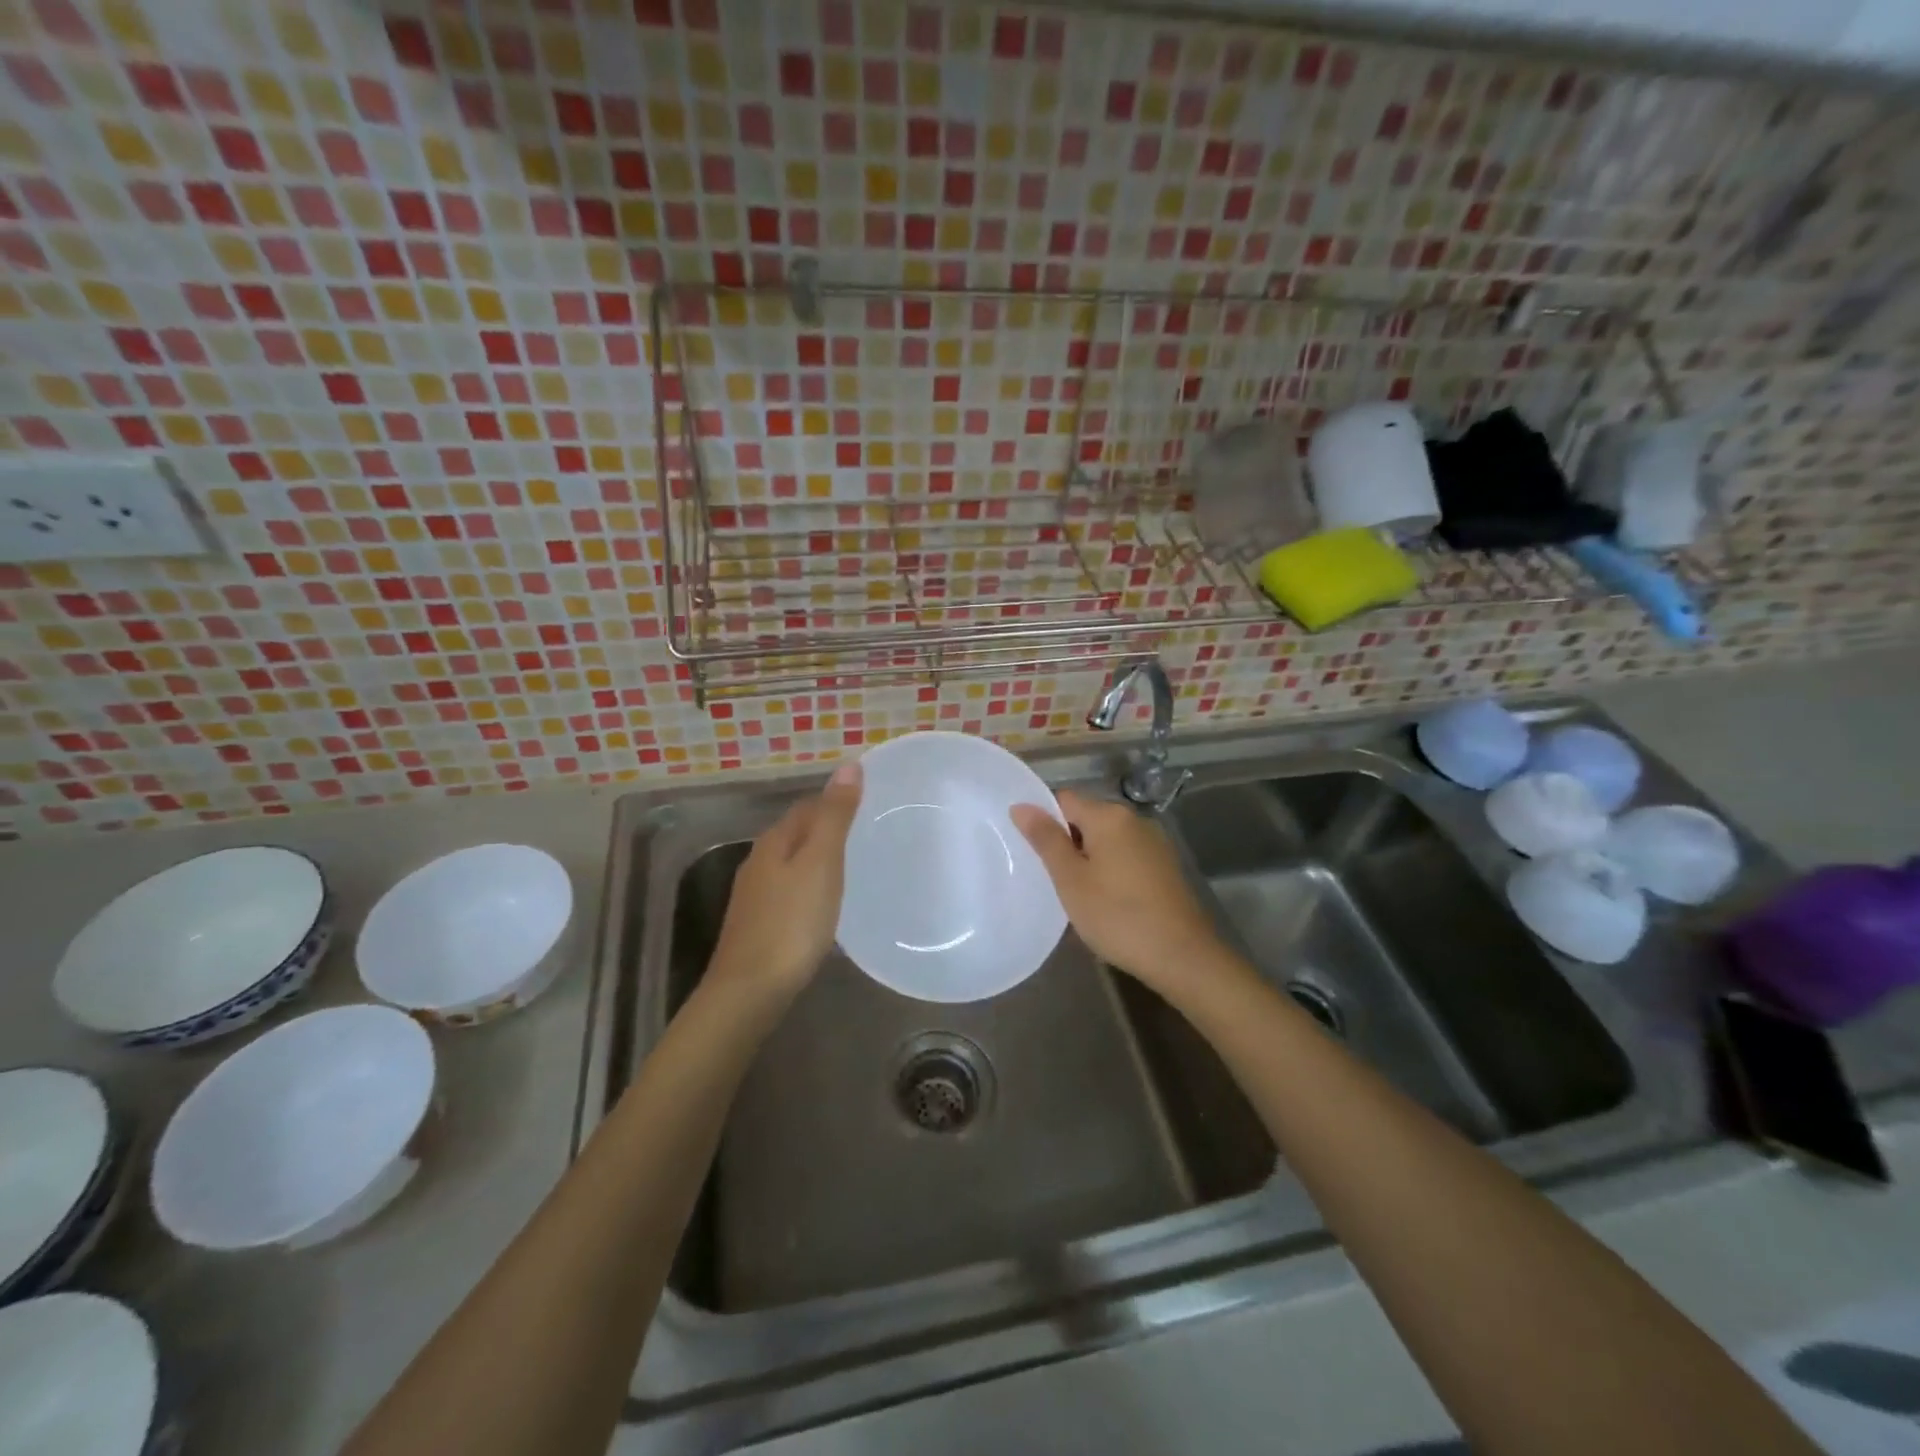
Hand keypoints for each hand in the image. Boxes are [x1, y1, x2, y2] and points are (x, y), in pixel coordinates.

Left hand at [709, 762, 861, 1000]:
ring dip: (818, 858)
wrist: (750, 990)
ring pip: (791, 862)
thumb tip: (848, 765)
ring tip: (854, 866)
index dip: (835, 800)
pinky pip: (789, 890)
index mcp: (775, 841)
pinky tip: (824, 903)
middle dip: (827, 828)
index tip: (869, 804)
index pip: (807, 806)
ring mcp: (755, 895)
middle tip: (868, 833)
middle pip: (797, 833)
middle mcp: (759, 861)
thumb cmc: (792, 922)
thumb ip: (835, 816)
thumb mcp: (821, 863)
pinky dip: (810, 886)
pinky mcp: (758, 924)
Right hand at [1010, 788, 1228, 992]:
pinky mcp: (1165, 866)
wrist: (1182, 956)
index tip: (1032, 852)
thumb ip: (1046, 839)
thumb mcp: (1071, 879)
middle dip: (1066, 842)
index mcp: (1109, 816)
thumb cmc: (1117, 916)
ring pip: (1107, 839)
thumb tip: (1021, 805)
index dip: (1044, 820)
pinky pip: (1126, 856)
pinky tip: (1106, 900)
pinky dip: (1110, 869)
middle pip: (1087, 818)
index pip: (1063, 800)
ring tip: (1075, 892)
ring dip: (1088, 858)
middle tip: (1051, 878)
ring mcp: (1154, 843)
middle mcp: (1134, 819)